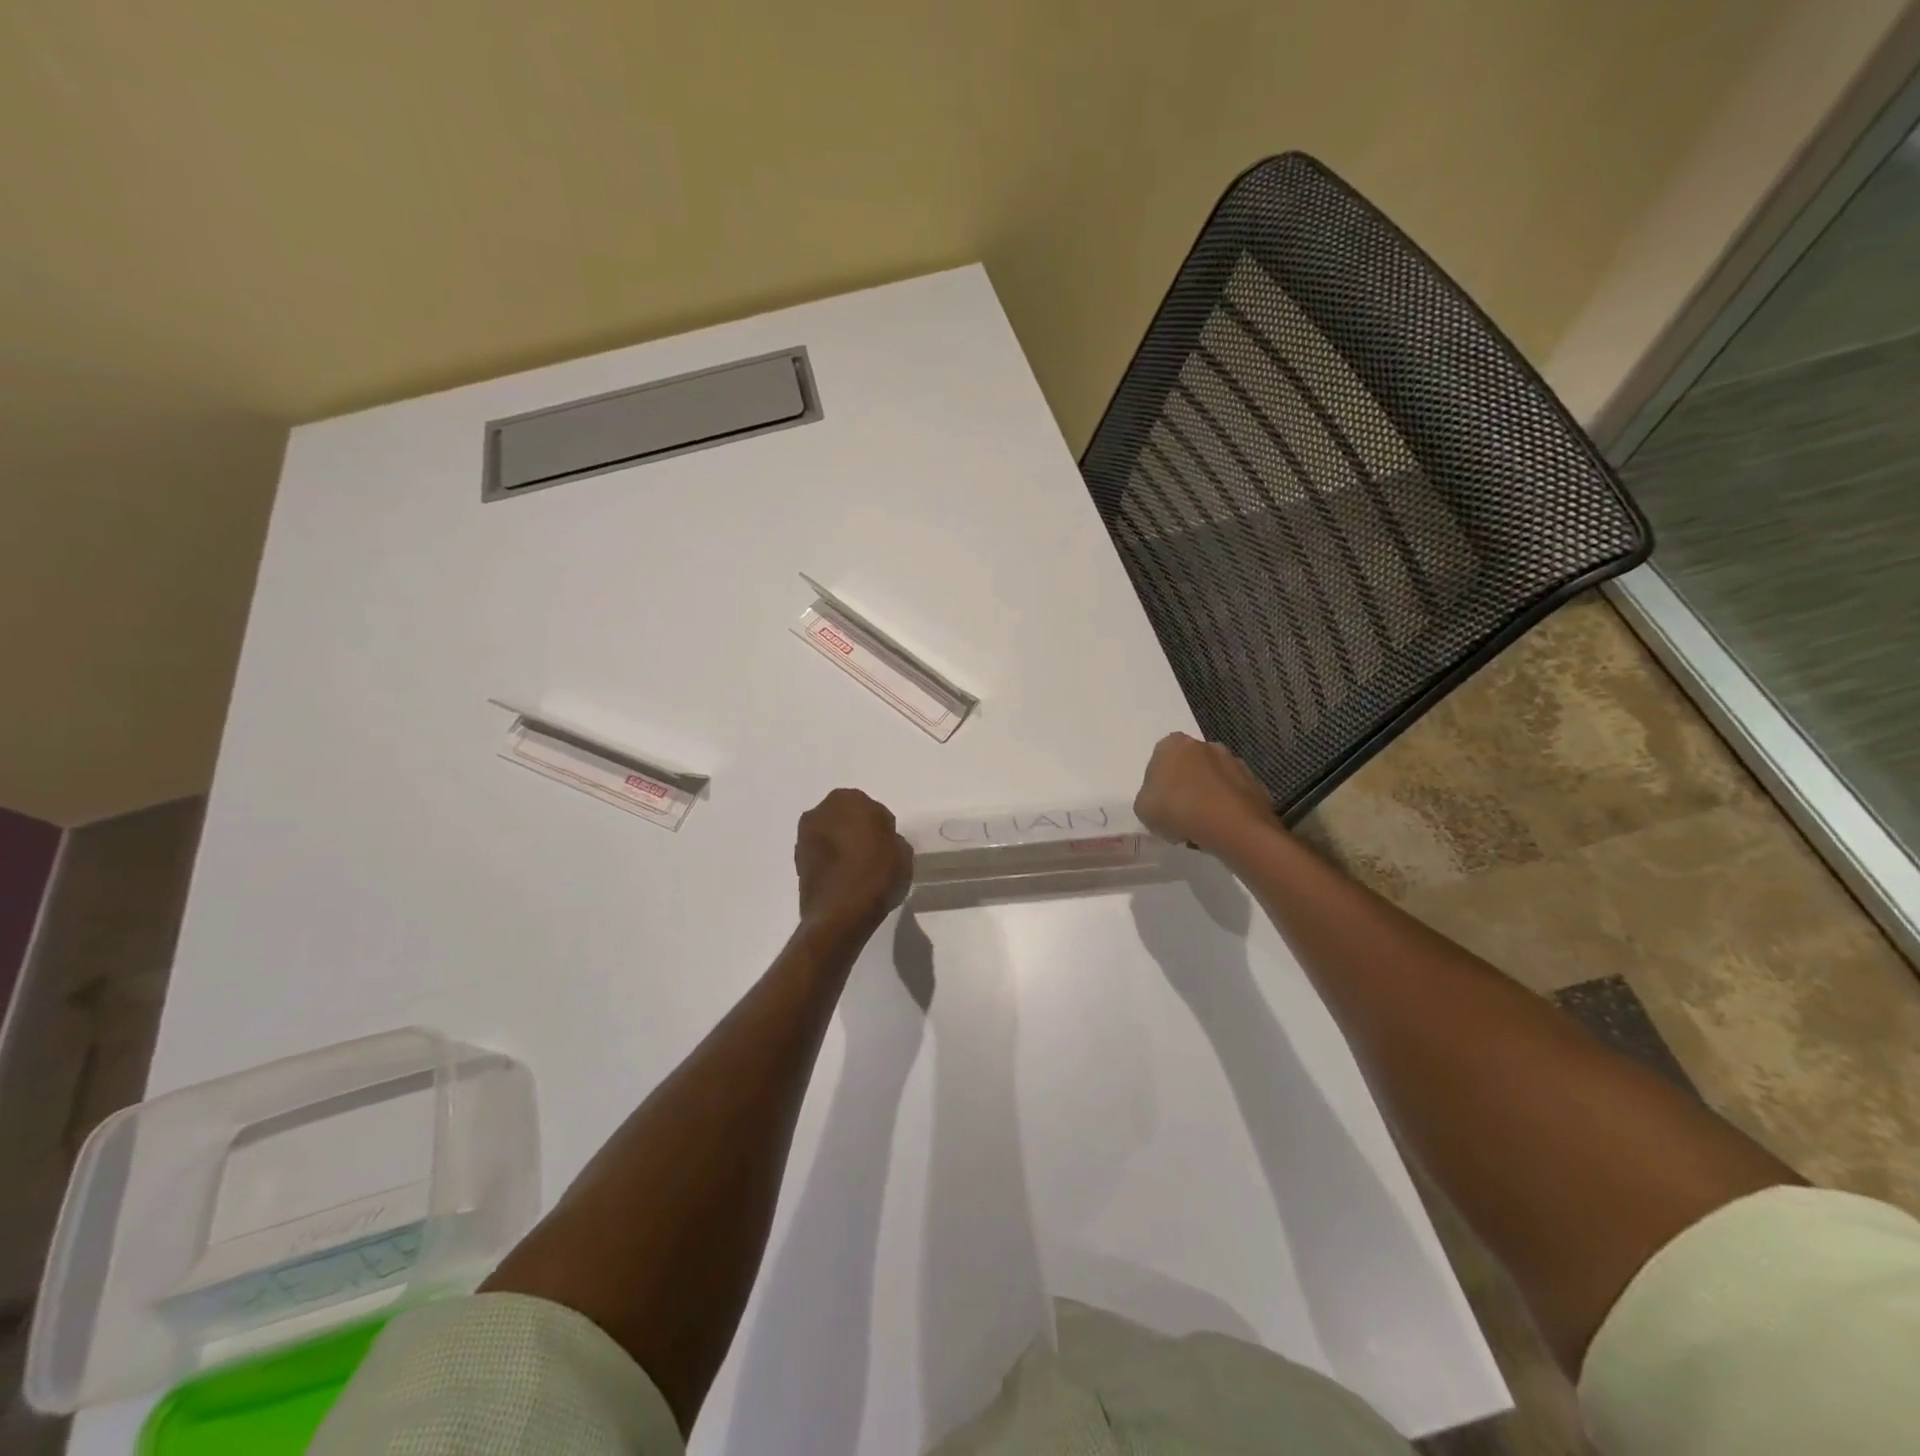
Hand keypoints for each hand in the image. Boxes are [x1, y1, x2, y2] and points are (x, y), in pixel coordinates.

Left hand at [795, 789, 913, 935]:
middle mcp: (821, 811)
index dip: (881, 828)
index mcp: (850, 800)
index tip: (887, 846)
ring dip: (840, 845)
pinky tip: (843, 879)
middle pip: (846, 817)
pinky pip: (821, 854)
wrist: (840, 914)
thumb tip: (881, 843)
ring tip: (856, 870)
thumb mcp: (903, 854)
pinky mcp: (796, 860)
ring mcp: (805, 835)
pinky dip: (830, 861)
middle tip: (872, 854)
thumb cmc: (876, 875)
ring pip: (830, 834)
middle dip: (856, 831)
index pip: (872, 809)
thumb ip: (892, 839)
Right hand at [1134, 732, 1278, 853]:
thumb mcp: (1142, 808)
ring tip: (1200, 830)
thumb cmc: (1177, 810)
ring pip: (1212, 784)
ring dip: (1206, 801)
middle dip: (1184, 790)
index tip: (1159, 806)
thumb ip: (1148, 799)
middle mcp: (1206, 745)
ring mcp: (1235, 763)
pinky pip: (1232, 798)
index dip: (1157, 785)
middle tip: (1179, 818)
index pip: (1159, 760)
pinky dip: (1226, 812)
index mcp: (1173, 744)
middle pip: (1188, 769)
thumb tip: (1161, 801)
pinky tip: (1220, 832)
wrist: (1231, 826)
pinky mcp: (1256, 784)